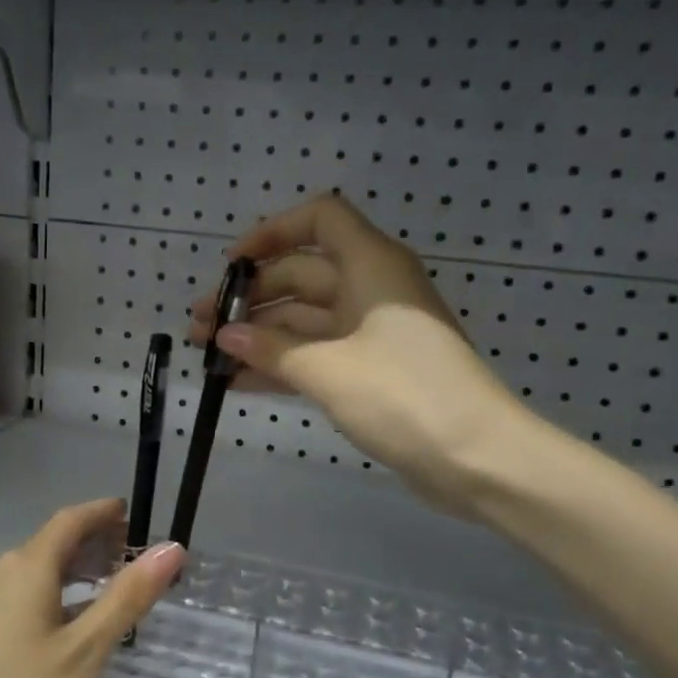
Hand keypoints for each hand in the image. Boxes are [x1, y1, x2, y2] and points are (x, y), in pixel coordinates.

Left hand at [0, 500, 185, 677]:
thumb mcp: (86, 651)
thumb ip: (128, 596)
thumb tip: (171, 547)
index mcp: (23, 570)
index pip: (68, 521)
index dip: (100, 512)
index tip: (129, 512)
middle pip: (47, 547)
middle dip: (88, 544)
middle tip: (126, 554)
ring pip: (28, 578)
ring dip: (67, 575)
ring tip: (101, 589)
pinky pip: (11, 604)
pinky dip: (44, 600)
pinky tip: (56, 631)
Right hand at [190, 196, 527, 517]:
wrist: (477, 458)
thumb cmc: (404, 396)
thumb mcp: (328, 369)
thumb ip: (271, 349)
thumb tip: (225, 337)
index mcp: (372, 266)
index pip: (320, 219)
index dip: (272, 232)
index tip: (231, 266)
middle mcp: (371, 289)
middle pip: (302, 273)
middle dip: (249, 297)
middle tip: (200, 326)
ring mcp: (372, 333)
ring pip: (305, 319)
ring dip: (258, 334)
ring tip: (206, 354)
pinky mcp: (372, 372)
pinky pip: (317, 355)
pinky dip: (281, 364)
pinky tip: (237, 381)